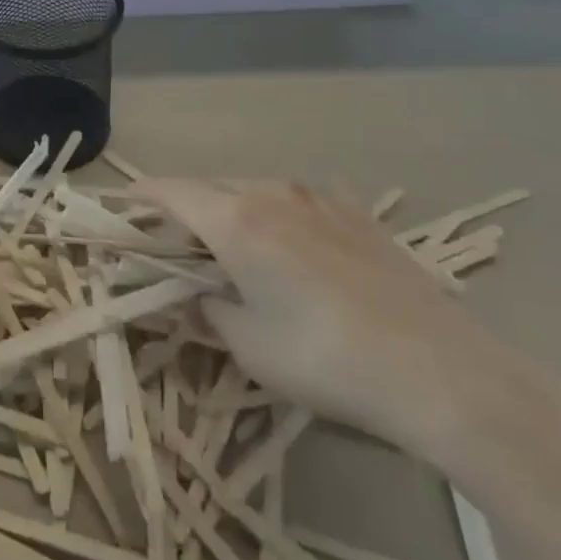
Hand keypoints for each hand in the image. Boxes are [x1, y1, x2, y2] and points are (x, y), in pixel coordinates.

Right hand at [138, 179, 543, 454]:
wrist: (440, 371)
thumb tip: (197, 297)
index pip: (170, 192)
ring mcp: (319, 200)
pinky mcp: (357, 215)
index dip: (140, 194)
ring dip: (231, 209)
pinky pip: (299, 201)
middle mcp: (272, 195)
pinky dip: (278, 214)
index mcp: (235, 221)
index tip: (120, 203)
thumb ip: (210, 312)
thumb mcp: (250, 347)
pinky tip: (292, 241)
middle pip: (211, 188)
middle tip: (173, 241)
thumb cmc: (326, 360)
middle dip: (184, 208)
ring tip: (231, 243)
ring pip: (255, 190)